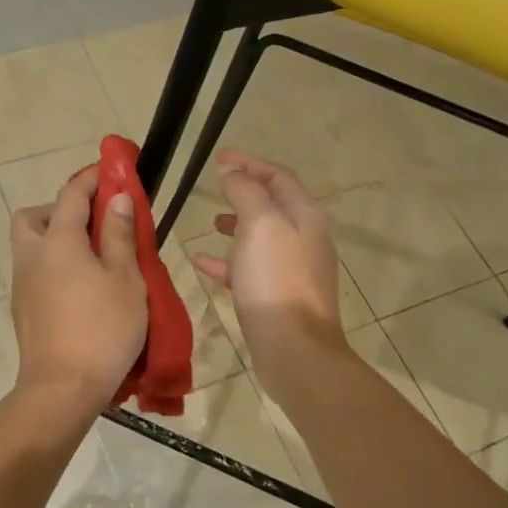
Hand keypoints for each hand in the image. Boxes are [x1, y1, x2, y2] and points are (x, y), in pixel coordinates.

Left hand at [10, 165, 147, 412]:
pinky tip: (80, 290)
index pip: (71, 194)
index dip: (91, 177)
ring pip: (30, 246)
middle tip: (92, 225)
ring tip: (92, 260)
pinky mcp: (22, 310)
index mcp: (58, 242)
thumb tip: (116, 197)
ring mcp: (22, 285)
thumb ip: (119, 234)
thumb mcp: (125, 278)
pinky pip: (35, 273)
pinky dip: (53, 267)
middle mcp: (32, 256)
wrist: (63, 388)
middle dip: (59, 210)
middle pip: (33, 217)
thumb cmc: (103, 329)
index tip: (110, 170)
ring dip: (55, 240)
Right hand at [190, 149, 345, 375]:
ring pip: (260, 238)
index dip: (249, 163)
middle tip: (214, 186)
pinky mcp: (276, 297)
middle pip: (272, 206)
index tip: (218, 157)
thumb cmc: (276, 280)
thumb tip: (232, 170)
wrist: (294, 349)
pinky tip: (202, 262)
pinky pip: (248, 270)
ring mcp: (292, 270)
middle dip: (244, 192)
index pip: (278, 177)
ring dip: (236, 225)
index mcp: (305, 216)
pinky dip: (227, 262)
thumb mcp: (259, 224)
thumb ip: (245, 191)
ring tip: (211, 223)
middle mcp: (304, 239)